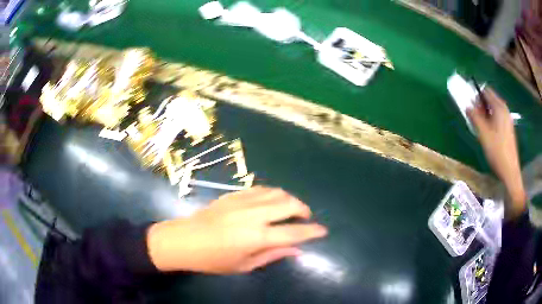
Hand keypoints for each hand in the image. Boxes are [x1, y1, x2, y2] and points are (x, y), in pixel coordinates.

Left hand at [146, 187, 327, 273]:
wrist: (185, 239)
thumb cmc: (214, 259)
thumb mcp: (245, 265)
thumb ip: (273, 255)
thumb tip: (296, 250)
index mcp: (257, 237)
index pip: (294, 232)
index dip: (312, 231)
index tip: (322, 231)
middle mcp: (254, 215)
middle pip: (289, 204)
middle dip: (303, 210)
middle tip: (305, 219)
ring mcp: (243, 201)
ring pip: (276, 192)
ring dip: (289, 199)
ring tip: (290, 209)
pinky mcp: (234, 194)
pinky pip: (261, 188)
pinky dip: (273, 193)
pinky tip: (271, 202)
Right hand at [467, 88, 525, 216]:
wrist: (510, 171)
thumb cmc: (497, 151)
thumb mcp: (483, 133)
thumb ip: (475, 117)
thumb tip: (467, 106)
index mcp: (499, 107)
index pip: (486, 91)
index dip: (477, 94)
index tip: (470, 104)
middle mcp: (504, 110)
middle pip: (490, 99)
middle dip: (481, 105)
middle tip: (474, 117)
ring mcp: (507, 119)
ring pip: (493, 109)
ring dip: (485, 114)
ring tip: (480, 127)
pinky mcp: (508, 128)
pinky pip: (497, 117)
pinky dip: (491, 120)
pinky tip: (488, 133)